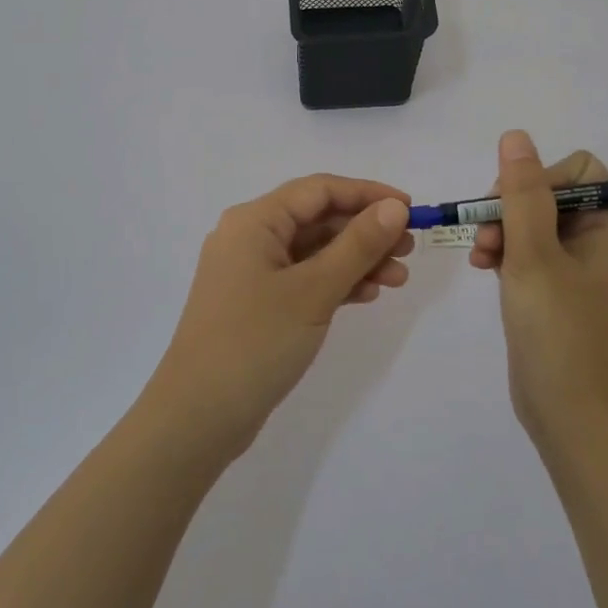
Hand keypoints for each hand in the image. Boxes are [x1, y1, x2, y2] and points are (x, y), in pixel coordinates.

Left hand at [144, 175, 413, 459]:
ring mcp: (251, 272)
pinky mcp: (256, 302)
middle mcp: (250, 237)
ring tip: (398, 279)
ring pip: (314, 251)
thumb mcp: (314, 290)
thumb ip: (357, 245)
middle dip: (366, 231)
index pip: (320, 190)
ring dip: (356, 260)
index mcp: (254, 220)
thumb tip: (394, 208)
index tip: (410, 209)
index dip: (367, 194)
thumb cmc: (255, 342)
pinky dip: (335, 282)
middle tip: (409, 249)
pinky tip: (367, 295)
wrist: (197, 417)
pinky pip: (303, 278)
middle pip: (318, 219)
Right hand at [472, 131, 607, 446]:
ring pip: (531, 221)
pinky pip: (526, 249)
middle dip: (510, 208)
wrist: (567, 412)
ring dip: (500, 230)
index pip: (578, 170)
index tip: (510, 204)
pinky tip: (482, 268)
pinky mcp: (554, 287)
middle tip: (488, 237)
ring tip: (481, 257)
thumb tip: (515, 136)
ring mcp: (575, 265)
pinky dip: (503, 252)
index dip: (539, 177)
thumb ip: (522, 193)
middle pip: (549, 192)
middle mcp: (598, 240)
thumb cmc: (557, 330)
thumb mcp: (534, 255)